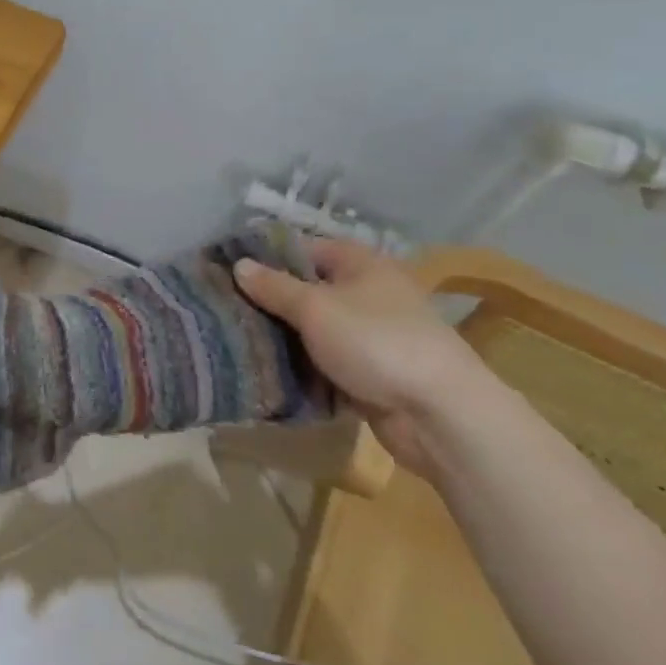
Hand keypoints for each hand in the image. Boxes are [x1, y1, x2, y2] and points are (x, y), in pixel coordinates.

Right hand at [232, 240, 496, 477]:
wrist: (440, 414)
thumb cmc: (376, 342)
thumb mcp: (315, 309)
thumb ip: (274, 287)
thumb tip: (238, 265)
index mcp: (359, 263)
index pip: (302, 249)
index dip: (265, 258)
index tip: (225, 273)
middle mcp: (366, 292)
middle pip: (306, 289)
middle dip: (269, 302)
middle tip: (225, 311)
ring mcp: (369, 334)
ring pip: (313, 329)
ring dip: (283, 338)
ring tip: (237, 341)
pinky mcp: (370, 371)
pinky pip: (325, 361)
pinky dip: (302, 367)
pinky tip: (268, 371)